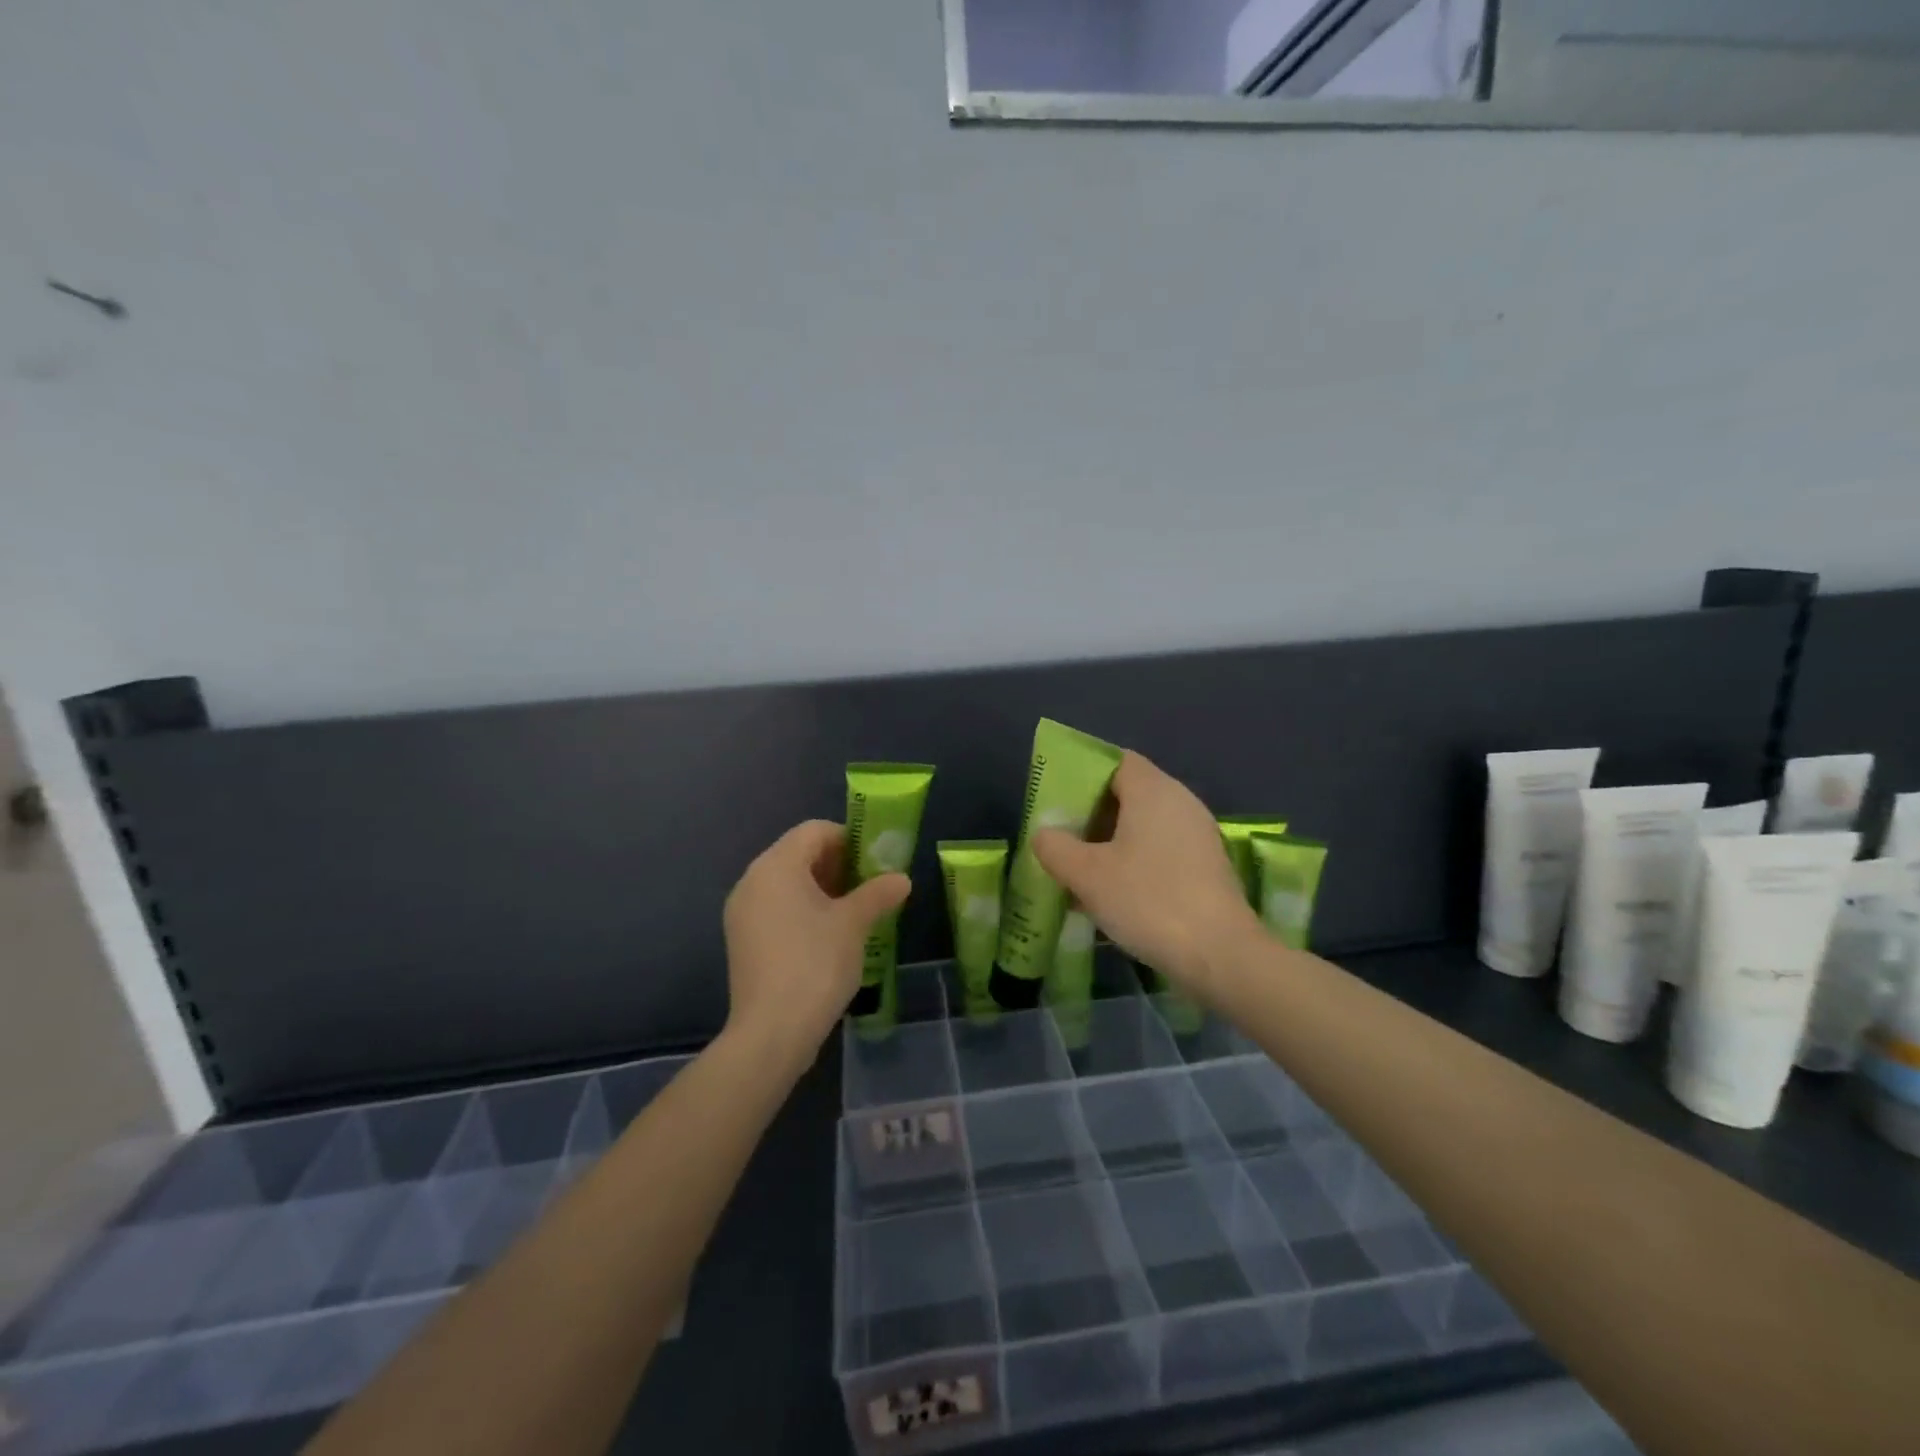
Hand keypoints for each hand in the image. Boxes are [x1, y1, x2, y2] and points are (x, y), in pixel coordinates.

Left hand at [722, 820, 910, 1068]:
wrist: (771, 1033)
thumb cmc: (815, 964)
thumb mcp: (854, 924)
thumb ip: (878, 893)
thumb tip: (901, 879)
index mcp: (776, 866)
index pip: (813, 831)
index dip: (848, 838)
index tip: (874, 861)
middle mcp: (752, 881)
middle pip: (798, 854)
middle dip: (836, 865)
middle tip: (869, 886)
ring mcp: (742, 913)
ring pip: (787, 884)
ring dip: (821, 889)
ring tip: (854, 912)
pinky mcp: (742, 941)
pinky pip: (776, 909)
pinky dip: (802, 910)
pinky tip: (828, 936)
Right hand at [1033, 752, 1261, 999]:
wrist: (1221, 955)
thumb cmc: (1148, 900)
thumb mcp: (1087, 875)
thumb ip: (1056, 847)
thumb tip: (1045, 834)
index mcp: (1153, 790)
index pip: (1116, 761)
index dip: (1084, 774)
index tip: (1058, 798)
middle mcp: (1181, 802)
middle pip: (1130, 793)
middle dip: (1093, 812)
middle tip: (1062, 835)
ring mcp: (1198, 834)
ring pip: (1145, 825)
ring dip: (1112, 841)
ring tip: (1081, 869)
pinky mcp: (1207, 865)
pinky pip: (1162, 849)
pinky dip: (1135, 860)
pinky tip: (1115, 892)